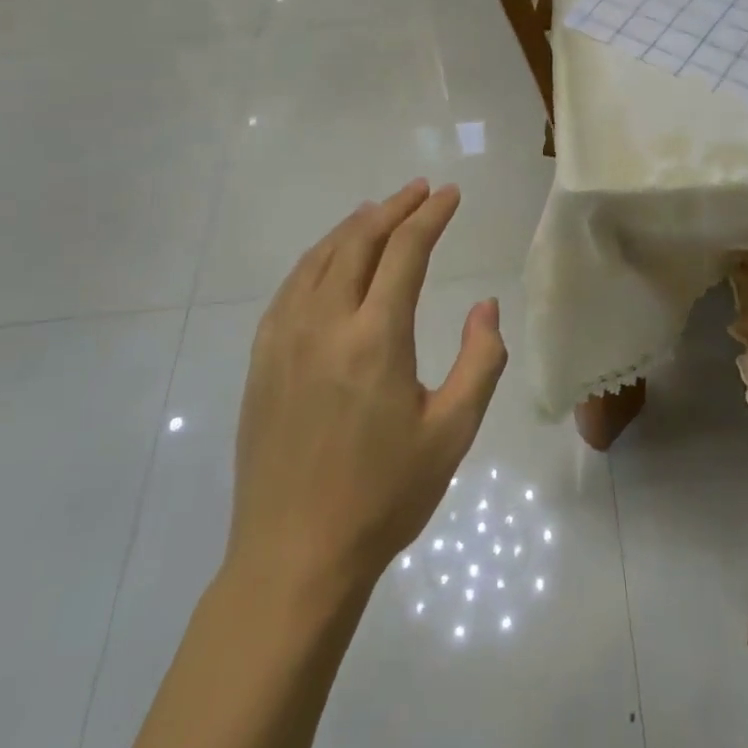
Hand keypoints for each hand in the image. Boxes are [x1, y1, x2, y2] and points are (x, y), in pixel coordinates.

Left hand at [227, 180, 506, 591]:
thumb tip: (485, 305)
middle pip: (359, 242)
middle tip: (420, 190)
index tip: (451, 194)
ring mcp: (284, 339)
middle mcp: (325, 324)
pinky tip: (330, 259)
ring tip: (380, 210)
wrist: (294, 557)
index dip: (431, 215)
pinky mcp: (262, 360)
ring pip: (320, 258)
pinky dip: (318, 258)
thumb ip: (480, 360)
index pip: (405, 250)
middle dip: (394, 208)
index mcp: (375, 338)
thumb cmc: (384, 496)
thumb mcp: (453, 432)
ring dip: (354, 226)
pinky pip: (291, 287)